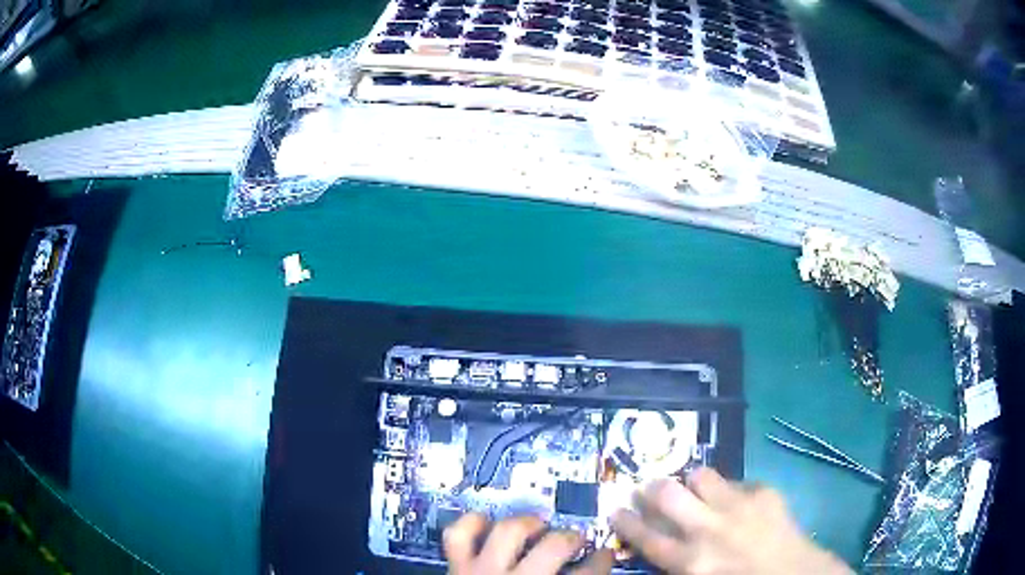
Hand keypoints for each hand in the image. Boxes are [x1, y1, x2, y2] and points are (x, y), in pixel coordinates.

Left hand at [444, 514, 613, 574]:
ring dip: (528, 524)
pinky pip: (459, 535)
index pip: (588, 574)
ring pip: (508, 531)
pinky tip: (487, 523)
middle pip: (552, 547)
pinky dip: (472, 523)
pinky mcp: (456, 568)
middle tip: (576, 539)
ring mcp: (482, 572)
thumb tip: (591, 574)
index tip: (606, 553)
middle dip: (571, 538)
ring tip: (538, 526)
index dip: (602, 560)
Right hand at [611, 468, 852, 574]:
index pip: (646, 537)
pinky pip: (737, 481)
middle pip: (666, 495)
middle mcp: (708, 530)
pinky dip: (730, 491)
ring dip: (694, 484)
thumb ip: (677, 561)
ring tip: (698, 491)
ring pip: (701, 476)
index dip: (626, 521)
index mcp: (690, 561)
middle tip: (651, 489)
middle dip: (653, 489)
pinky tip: (739, 504)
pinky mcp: (763, 492)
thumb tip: (661, 541)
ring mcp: (738, 506)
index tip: (615, 509)